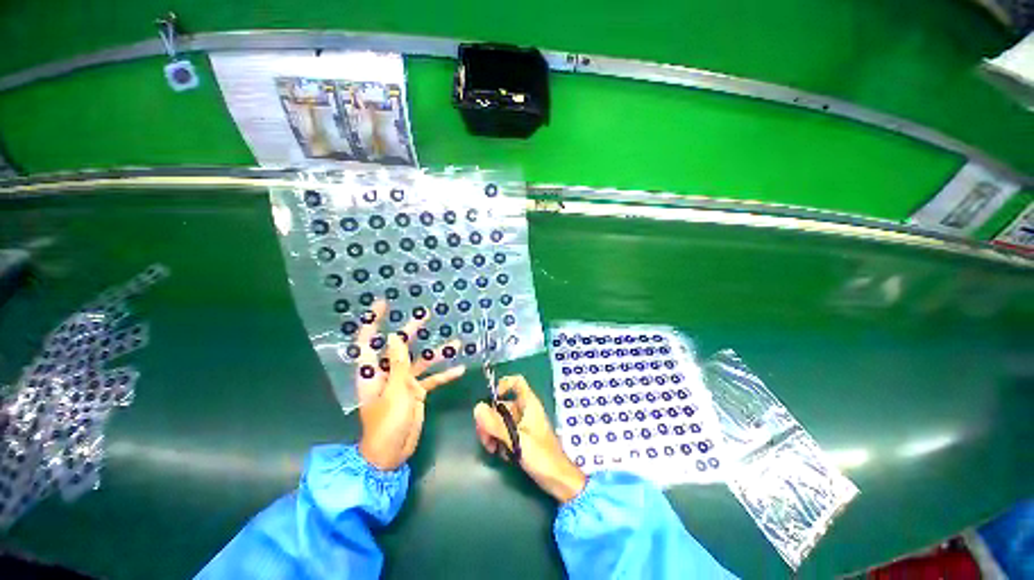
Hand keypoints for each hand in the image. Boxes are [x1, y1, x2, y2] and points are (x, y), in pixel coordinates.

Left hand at [356, 301, 465, 469]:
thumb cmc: (387, 423)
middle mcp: (388, 374)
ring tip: (455, 342)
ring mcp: (404, 383)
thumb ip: (398, 364)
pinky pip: (432, 380)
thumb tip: (394, 337)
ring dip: (437, 353)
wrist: (391, 455)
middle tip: (425, 315)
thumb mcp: (394, 392)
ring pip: (420, 362)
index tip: (383, 305)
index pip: (368, 342)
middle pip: (399, 347)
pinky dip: (444, 375)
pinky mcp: (417, 393)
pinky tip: (460, 369)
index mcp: (374, 372)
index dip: (373, 323)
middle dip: (411, 331)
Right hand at [473, 375, 586, 502]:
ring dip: (493, 432)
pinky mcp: (522, 438)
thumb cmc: (541, 457)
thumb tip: (477, 408)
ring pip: (501, 420)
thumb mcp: (517, 440)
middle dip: (490, 419)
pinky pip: (505, 432)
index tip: (492, 399)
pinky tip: (501, 454)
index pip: (516, 382)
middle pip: (502, 404)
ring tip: (492, 449)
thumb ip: (497, 425)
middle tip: (485, 437)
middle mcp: (525, 411)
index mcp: (529, 404)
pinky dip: (499, 440)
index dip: (503, 385)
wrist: (558, 480)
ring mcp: (523, 425)